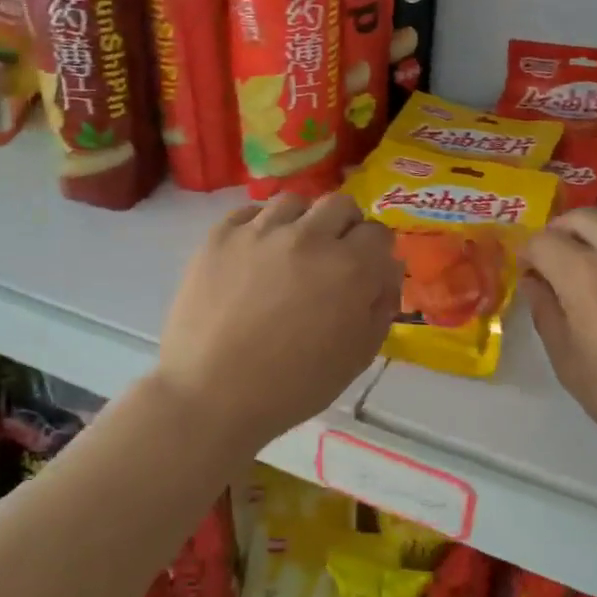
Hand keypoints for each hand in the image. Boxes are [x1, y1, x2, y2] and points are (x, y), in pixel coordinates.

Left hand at [158, 193, 401, 450]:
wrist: (211, 395)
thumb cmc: (293, 386)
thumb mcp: (357, 356)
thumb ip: (380, 307)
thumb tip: (384, 273)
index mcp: (350, 268)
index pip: (379, 233)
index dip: (377, 252)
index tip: (368, 270)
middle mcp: (308, 237)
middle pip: (340, 205)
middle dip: (345, 227)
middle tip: (333, 256)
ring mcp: (260, 231)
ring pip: (295, 201)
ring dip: (303, 222)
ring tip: (292, 250)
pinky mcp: (220, 236)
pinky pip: (250, 211)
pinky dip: (261, 226)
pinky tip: (256, 253)